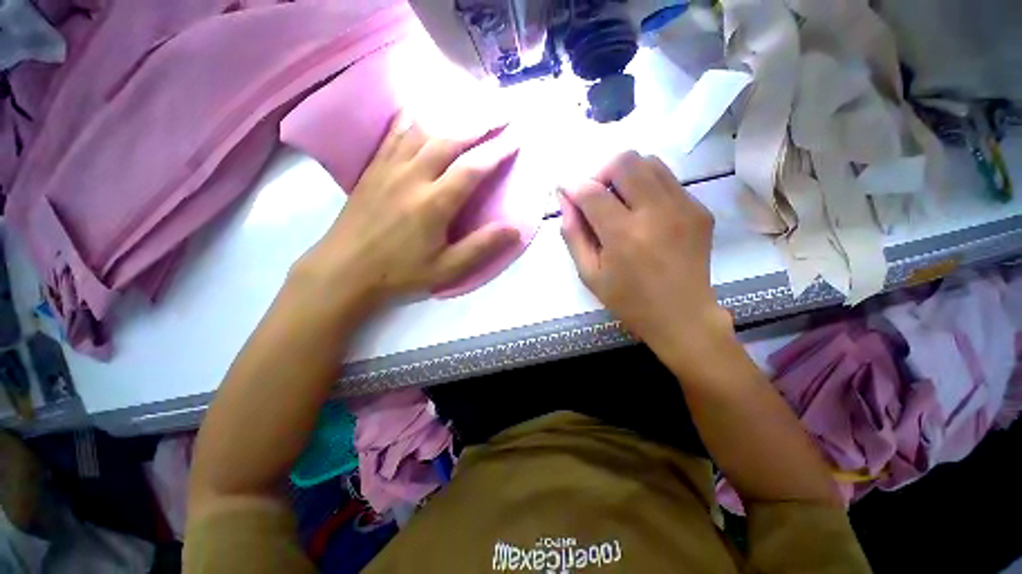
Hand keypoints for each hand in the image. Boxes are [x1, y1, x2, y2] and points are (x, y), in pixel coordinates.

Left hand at [293, 113, 519, 310]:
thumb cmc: (400, 273)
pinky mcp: (373, 168)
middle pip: (450, 138)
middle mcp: (413, 176)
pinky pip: (394, 133)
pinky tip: (421, 110)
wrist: (344, 271)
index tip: (516, 138)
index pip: (472, 168)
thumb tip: (514, 229)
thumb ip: (480, 248)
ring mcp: (390, 168)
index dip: (497, 151)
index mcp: (434, 203)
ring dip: (450, 115)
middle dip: (480, 122)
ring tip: (469, 106)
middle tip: (501, 111)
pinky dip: (412, 118)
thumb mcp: (446, 269)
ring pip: (423, 129)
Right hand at [559, 151, 732, 362]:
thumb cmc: (629, 300)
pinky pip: (668, 180)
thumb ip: (573, 235)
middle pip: (625, 161)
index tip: (567, 192)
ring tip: (620, 202)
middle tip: (597, 197)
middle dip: (602, 173)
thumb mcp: (590, 274)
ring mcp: (684, 207)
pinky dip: (648, 187)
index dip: (573, 187)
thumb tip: (566, 201)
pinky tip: (644, 214)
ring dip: (626, 175)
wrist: (683, 316)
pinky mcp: (699, 209)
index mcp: (623, 235)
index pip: (591, 192)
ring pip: (649, 162)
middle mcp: (656, 213)